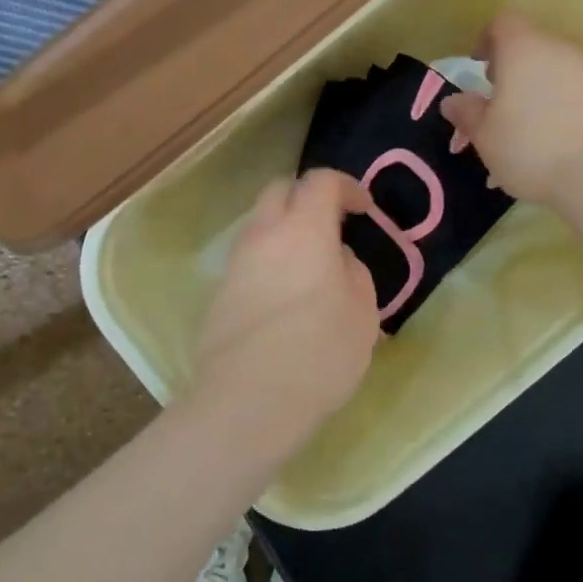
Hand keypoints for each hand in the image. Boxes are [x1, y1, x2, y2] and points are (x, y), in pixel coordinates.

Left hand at [191, 169, 380, 425]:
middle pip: (280, 189)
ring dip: (284, 229)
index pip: (321, 181)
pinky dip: (268, 260)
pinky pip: (247, 259)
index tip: (364, 210)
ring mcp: (236, 262)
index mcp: (304, 229)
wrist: (248, 400)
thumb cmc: (319, 352)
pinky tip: (284, 297)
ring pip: (259, 224)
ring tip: (308, 264)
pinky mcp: (219, 292)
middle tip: (331, 225)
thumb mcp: (362, 313)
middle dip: (307, 196)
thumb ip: (353, 272)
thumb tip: (336, 259)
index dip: (346, 187)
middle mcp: (264, 234)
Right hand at [440, 12, 582, 206]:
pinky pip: (579, 90)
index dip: (487, 39)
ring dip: (539, 87)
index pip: (504, 22)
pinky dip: (564, 104)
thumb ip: (467, 113)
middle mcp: (560, 50)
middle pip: (533, 44)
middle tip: (499, 99)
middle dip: (513, 67)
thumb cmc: (531, 149)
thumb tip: (453, 101)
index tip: (478, 66)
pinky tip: (557, 139)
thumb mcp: (485, 136)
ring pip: (557, 69)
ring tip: (528, 125)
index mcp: (523, 49)